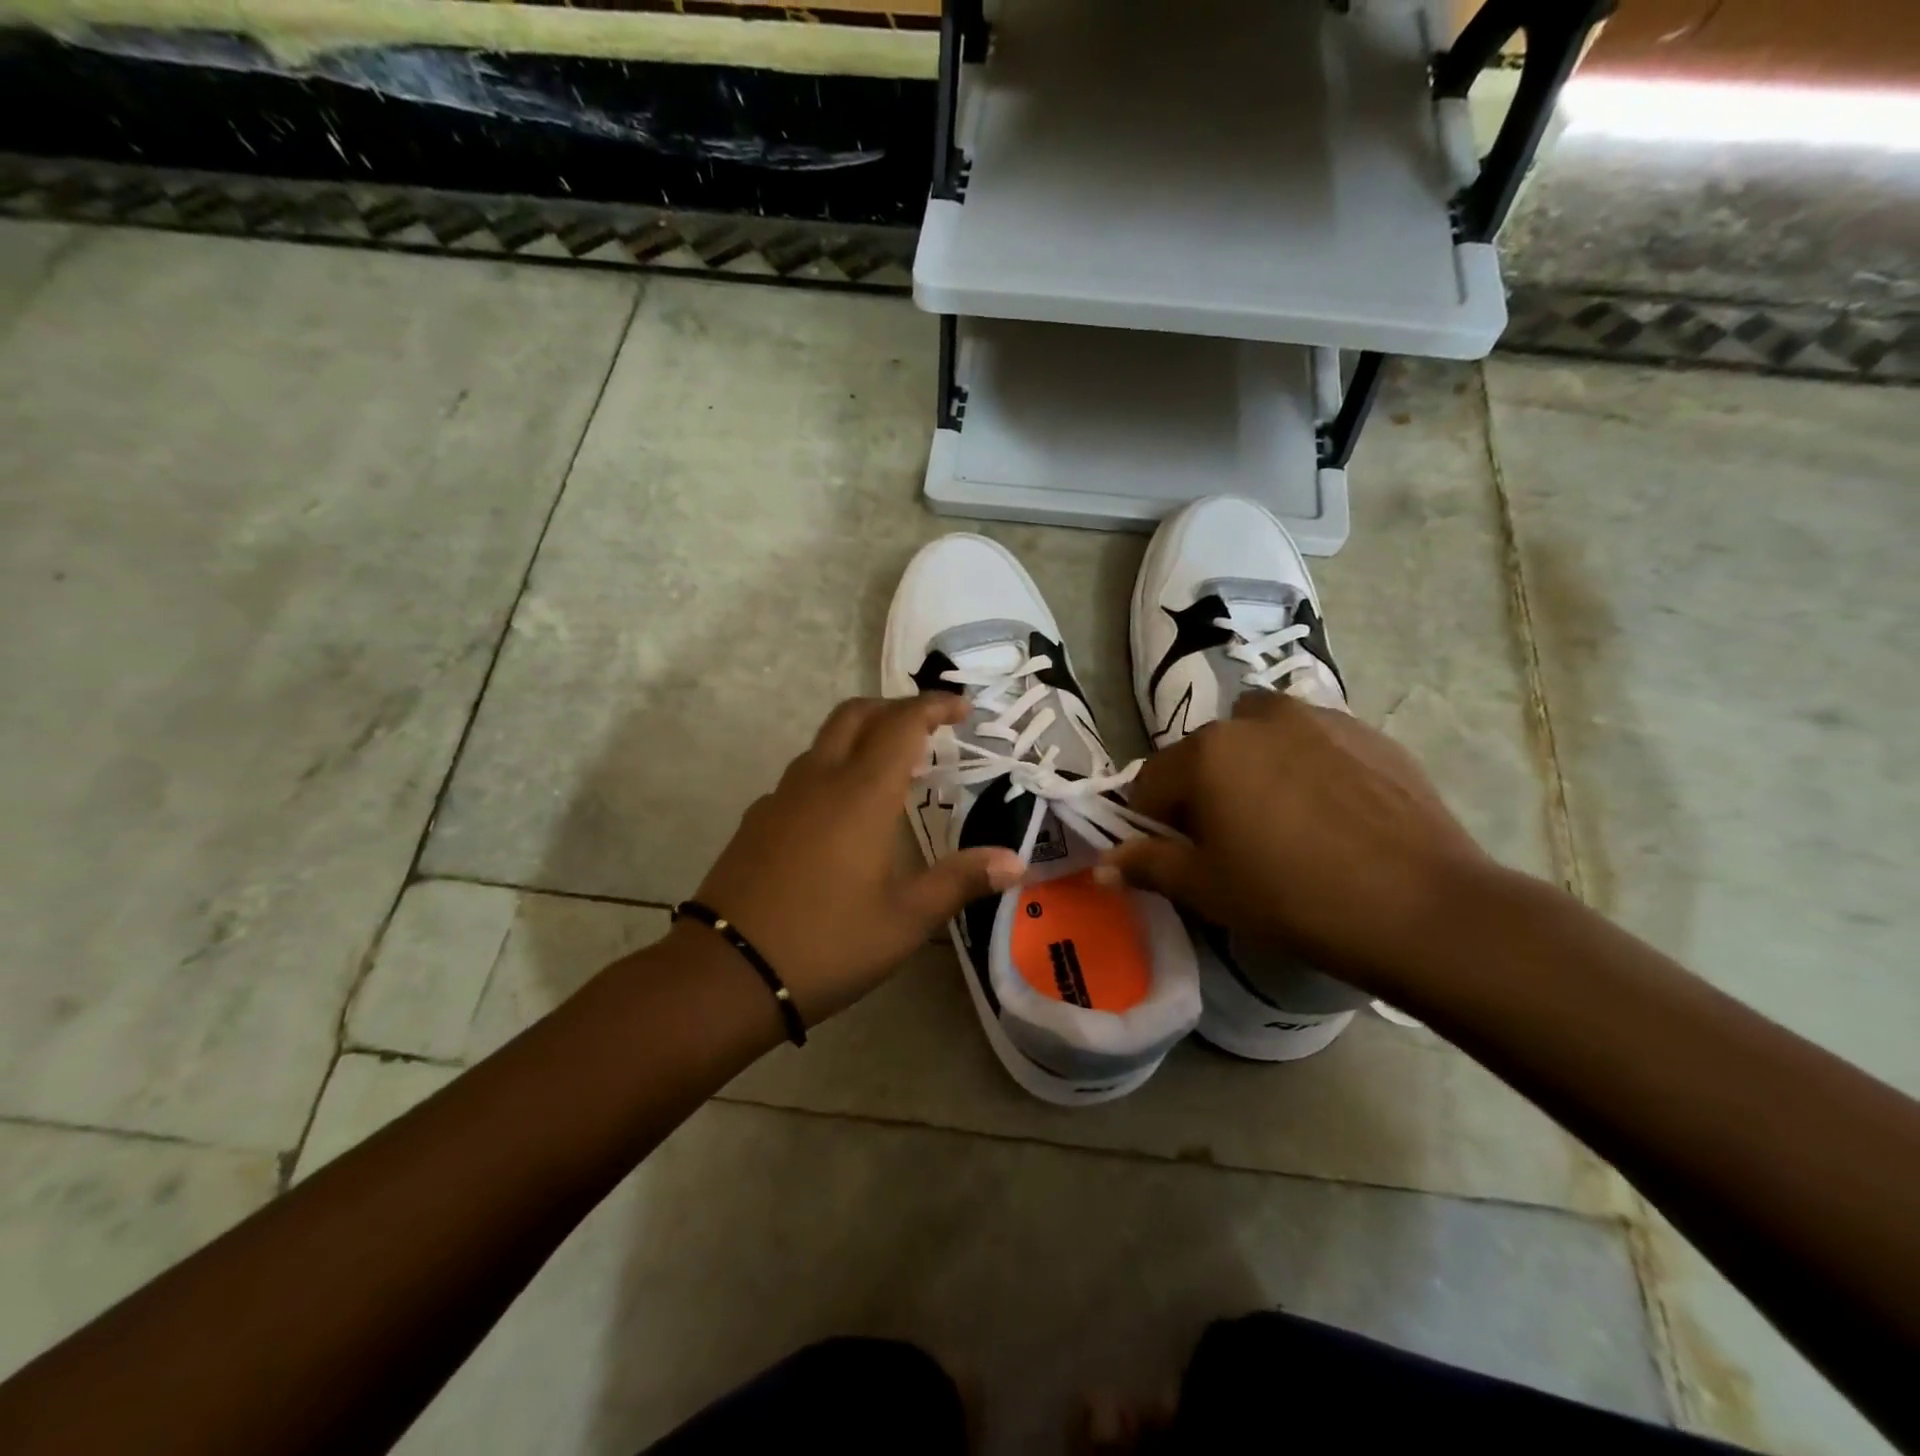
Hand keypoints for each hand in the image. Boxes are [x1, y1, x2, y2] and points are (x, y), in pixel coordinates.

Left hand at [683, 693, 1022, 1025]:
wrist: (726, 973)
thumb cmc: (827, 942)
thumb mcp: (906, 919)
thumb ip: (960, 881)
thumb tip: (1016, 861)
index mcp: (862, 793)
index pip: (902, 723)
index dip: (934, 706)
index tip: (963, 707)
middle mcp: (820, 780)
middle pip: (856, 714)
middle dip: (895, 708)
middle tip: (928, 727)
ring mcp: (781, 797)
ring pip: (825, 741)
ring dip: (861, 736)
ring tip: (892, 768)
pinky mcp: (757, 819)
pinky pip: (802, 775)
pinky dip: (833, 769)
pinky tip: (842, 814)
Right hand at [1102, 690, 1490, 991]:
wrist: (1422, 907)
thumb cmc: (1292, 897)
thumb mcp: (1208, 889)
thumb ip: (1148, 865)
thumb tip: (1102, 864)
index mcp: (1206, 752)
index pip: (1153, 781)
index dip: (1157, 822)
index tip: (1181, 856)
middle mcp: (1255, 719)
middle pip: (1206, 756)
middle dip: (1206, 792)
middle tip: (1235, 843)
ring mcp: (1318, 718)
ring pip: (1261, 740)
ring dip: (1256, 770)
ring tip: (1287, 822)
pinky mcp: (1369, 733)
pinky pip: (1314, 743)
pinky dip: (1306, 767)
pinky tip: (1333, 815)